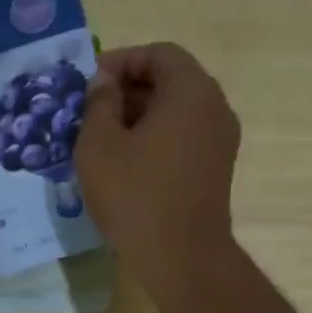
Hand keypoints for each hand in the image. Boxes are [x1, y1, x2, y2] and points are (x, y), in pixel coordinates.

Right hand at [75, 43, 241, 297]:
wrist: (182, 258)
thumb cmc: (136, 197)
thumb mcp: (99, 145)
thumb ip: (98, 103)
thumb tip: (104, 83)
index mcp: (191, 90)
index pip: (157, 54)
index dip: (120, 62)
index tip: (89, 86)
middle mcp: (215, 107)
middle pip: (170, 81)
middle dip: (128, 92)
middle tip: (91, 115)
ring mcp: (221, 141)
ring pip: (176, 113)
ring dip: (140, 119)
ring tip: (104, 143)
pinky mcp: (217, 170)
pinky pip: (184, 139)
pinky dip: (157, 141)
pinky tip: (128, 167)